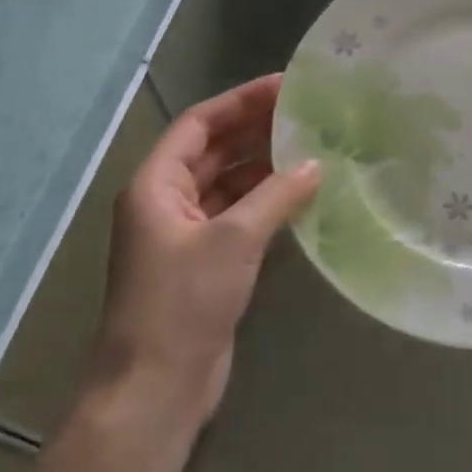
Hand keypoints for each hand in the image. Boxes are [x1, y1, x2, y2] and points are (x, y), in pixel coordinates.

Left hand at [93, 75, 319, 429]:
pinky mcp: (205, 263)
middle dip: (255, 130)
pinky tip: (301, 195)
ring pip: (227, 184)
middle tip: (306, 112)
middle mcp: (166, 203)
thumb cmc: (183, 302)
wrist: (156, 387)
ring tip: (312, 146)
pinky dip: (266, 202)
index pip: (199, 124)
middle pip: (213, 151)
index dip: (240, 101)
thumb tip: (315, 163)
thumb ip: (277, 196)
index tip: (285, 85)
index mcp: (156, 185)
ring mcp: (185, 235)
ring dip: (264, 166)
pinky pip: (238, 216)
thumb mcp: (234, 240)